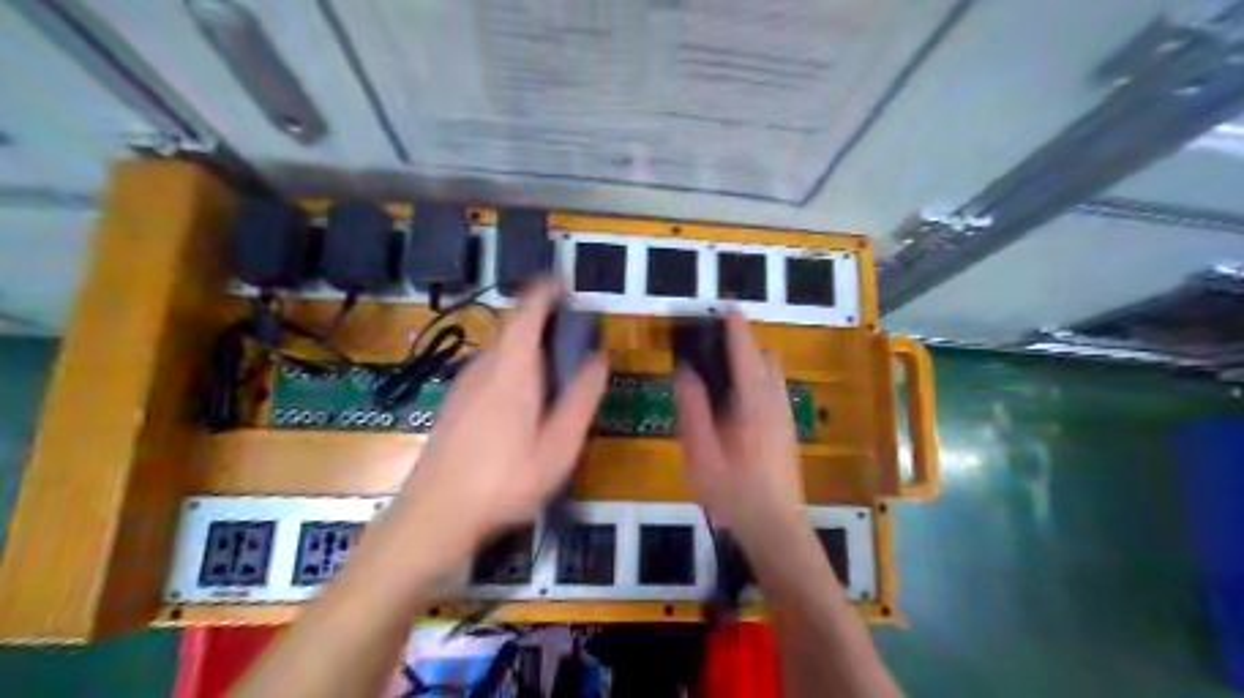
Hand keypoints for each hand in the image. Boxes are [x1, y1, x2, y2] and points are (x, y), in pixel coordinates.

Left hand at [385, 282, 608, 551]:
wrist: (435, 514)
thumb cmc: (505, 481)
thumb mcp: (557, 447)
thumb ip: (580, 399)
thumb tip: (599, 359)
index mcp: (511, 370)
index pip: (526, 313)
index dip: (545, 291)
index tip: (566, 283)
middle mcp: (484, 368)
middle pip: (512, 327)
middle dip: (542, 318)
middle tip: (573, 330)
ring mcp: (464, 385)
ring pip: (500, 348)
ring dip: (528, 342)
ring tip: (556, 362)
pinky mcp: (456, 403)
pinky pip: (489, 367)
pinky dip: (513, 362)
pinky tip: (525, 396)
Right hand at [677, 314, 813, 550]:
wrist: (775, 527)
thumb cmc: (732, 492)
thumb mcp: (700, 453)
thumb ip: (693, 409)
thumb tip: (686, 372)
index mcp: (753, 404)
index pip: (744, 354)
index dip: (736, 328)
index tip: (728, 307)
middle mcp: (775, 403)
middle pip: (765, 359)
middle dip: (745, 345)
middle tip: (714, 350)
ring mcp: (786, 417)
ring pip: (773, 376)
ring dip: (753, 364)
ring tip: (723, 375)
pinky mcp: (788, 430)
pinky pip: (775, 391)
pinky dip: (758, 382)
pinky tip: (737, 406)